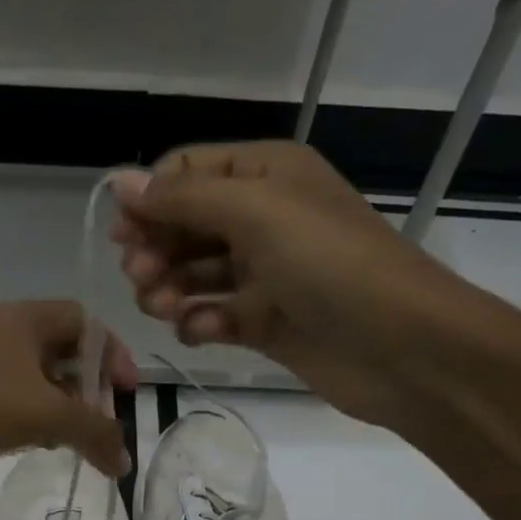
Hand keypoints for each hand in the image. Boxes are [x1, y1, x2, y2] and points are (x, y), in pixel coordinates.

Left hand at [0, 300, 137, 499]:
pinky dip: (32, 421)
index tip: (125, 392)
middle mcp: (3, 334)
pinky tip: (39, 447)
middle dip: (88, 387)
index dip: (113, 353)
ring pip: (37, 381)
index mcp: (25, 319)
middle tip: (102, 424)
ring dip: (62, 408)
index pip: (85, 322)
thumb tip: (125, 463)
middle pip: (63, 352)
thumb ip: (95, 433)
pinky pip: (11, 402)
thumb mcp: (47, 415)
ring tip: (76, 441)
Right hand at [110, 141, 472, 424]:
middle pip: (183, 225)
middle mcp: (261, 217)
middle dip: (155, 250)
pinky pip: (213, 315)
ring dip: (169, 290)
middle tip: (141, 279)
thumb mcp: (255, 212)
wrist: (401, 347)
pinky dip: (200, 323)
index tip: (123, 235)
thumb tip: (119, 182)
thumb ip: (183, 198)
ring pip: (192, 274)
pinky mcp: (264, 321)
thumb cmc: (329, 263)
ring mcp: (263, 272)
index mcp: (264, 174)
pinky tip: (202, 332)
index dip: (149, 200)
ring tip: (165, 309)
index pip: (187, 172)